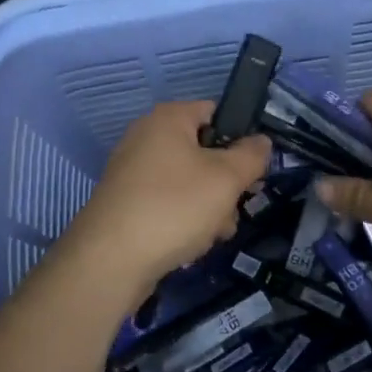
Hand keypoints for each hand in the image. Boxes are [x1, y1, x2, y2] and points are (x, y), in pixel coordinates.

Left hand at [59, 101, 271, 301]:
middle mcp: (146, 137)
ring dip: (209, 207)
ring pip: (188, 182)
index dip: (241, 138)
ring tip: (214, 234)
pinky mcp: (125, 202)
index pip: (215, 112)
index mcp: (168, 118)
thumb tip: (261, 141)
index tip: (254, 169)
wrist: (110, 259)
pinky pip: (166, 202)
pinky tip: (190, 245)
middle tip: (236, 208)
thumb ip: (251, 156)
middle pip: (203, 151)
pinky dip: (183, 220)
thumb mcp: (226, 178)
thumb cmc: (174, 206)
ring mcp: (132, 171)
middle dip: (226, 182)